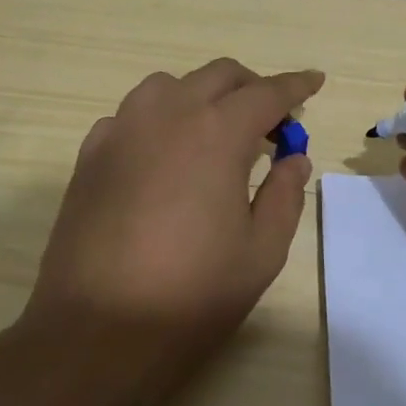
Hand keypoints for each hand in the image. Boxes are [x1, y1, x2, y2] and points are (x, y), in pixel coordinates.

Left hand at [21, 60, 322, 405]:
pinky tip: (163, 157)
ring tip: (215, 134)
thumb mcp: (261, 252)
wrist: (98, 330)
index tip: (314, 81)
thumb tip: (293, 158)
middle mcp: (167, 115)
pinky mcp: (90, 154)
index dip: (295, 86)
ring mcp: (121, 130)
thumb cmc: (192, 294)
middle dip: (251, 87)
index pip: (266, 93)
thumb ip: (285, 195)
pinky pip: (131, 115)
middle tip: (270, 121)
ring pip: (168, 86)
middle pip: (217, 76)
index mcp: (218, 133)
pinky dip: (158, 120)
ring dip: (201, 96)